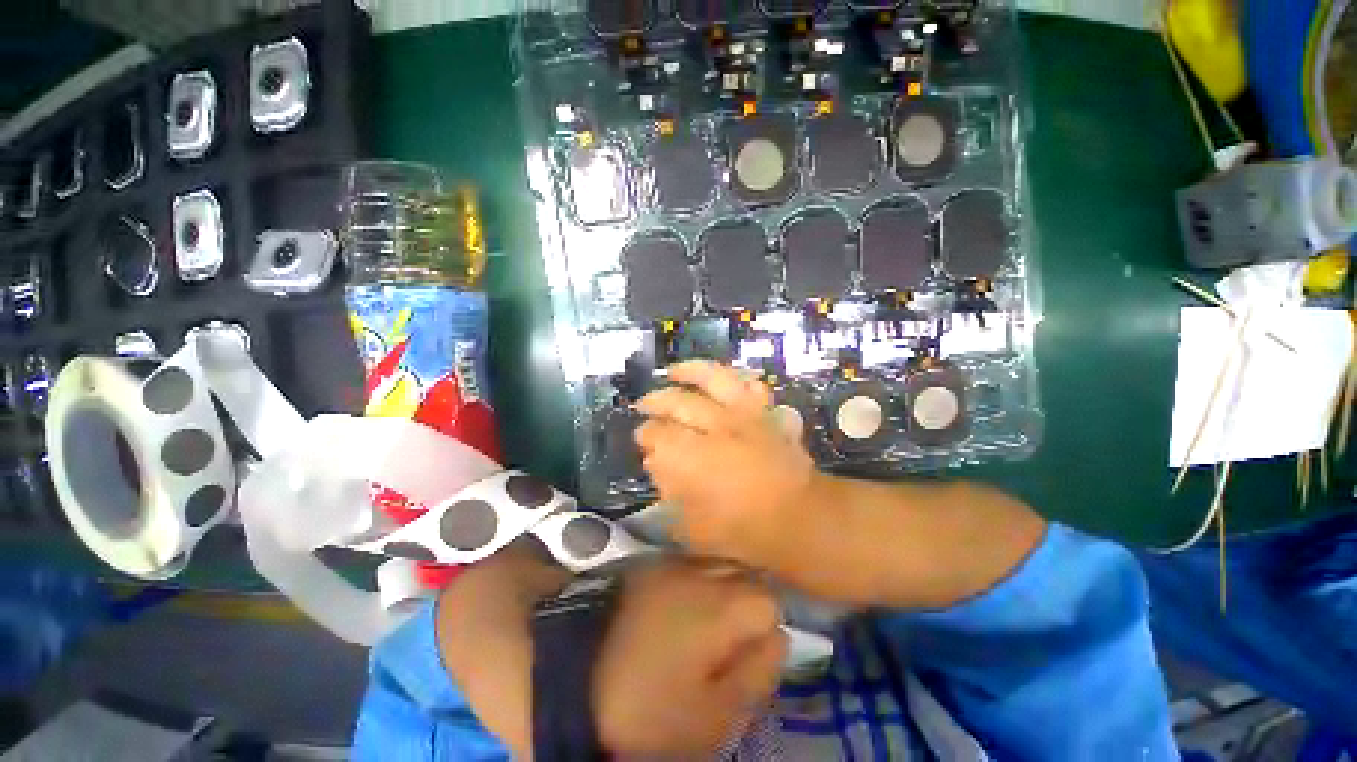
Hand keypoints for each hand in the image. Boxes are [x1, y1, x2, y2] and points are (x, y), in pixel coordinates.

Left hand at [594, 558, 786, 757]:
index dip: (764, 633)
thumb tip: (779, 638)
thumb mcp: (712, 716)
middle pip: (746, 575)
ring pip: (718, 565)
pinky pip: (688, 564)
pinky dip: (694, 582)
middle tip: (726, 643)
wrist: (569, 673)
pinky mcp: (649, 562)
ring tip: (702, 625)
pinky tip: (677, 609)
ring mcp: (672, 561)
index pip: (770, 602)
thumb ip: (756, 674)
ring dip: (721, 590)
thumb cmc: (646, 705)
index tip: (745, 658)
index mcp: (723, 605)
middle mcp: (702, 570)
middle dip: (746, 605)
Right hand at [635, 361, 817, 568]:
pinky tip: (722, 380)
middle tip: (643, 405)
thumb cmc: (742, 530)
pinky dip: (735, 378)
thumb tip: (655, 462)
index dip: (645, 435)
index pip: (656, 433)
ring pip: (711, 378)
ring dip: (688, 371)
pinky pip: (749, 384)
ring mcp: (742, 413)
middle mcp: (713, 425)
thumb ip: (667, 489)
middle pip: (676, 401)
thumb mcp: (690, 524)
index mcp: (691, 456)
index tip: (642, 439)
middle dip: (654, 401)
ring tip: (672, 372)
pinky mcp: (765, 411)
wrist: (798, 518)